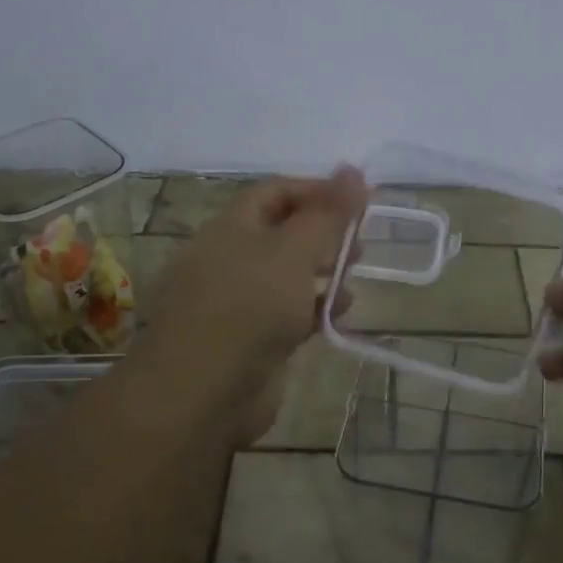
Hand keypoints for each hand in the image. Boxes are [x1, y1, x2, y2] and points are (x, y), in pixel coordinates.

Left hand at [138, 167, 368, 438]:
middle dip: (325, 233)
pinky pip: (288, 312)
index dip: (318, 190)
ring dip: (323, 272)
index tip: (359, 200)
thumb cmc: (250, 306)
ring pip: (288, 274)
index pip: (277, 191)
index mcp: (233, 226)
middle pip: (284, 232)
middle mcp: (232, 257)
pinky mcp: (250, 339)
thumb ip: (328, 213)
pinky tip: (339, 314)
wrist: (202, 392)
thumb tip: (354, 170)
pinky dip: (314, 309)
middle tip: (360, 242)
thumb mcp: (295, 250)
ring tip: (353, 278)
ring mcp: (239, 300)